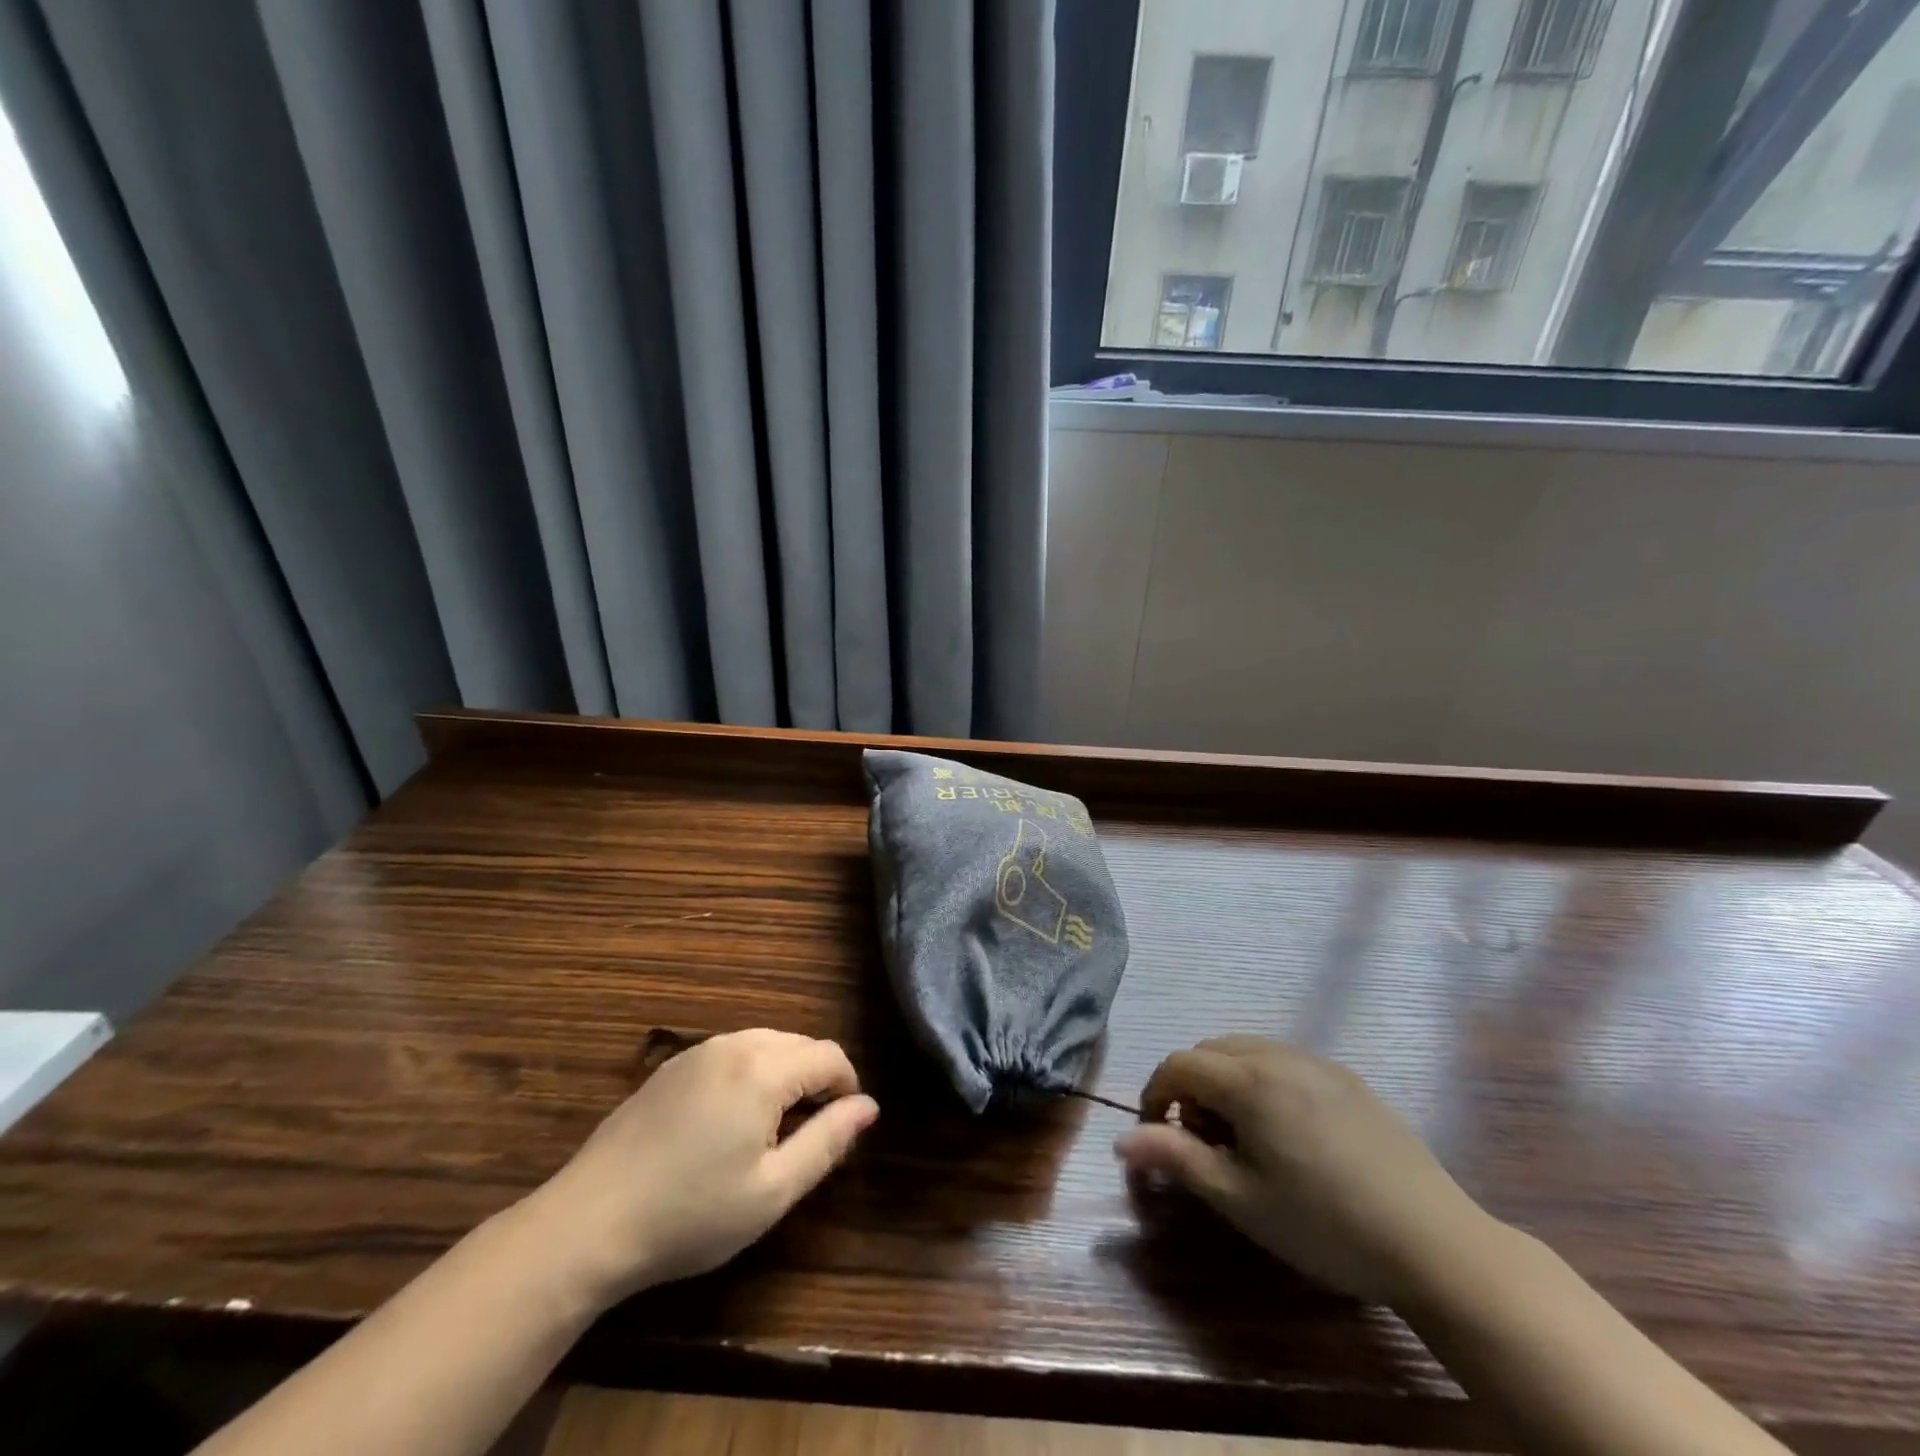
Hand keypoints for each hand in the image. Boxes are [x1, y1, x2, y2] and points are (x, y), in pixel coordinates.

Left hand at [522, 1028, 878, 1308]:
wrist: (589, 1223)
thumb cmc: (690, 1215)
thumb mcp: (772, 1191)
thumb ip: (827, 1142)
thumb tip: (868, 1107)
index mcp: (763, 1069)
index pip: (829, 1056)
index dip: (848, 1087)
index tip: (843, 1128)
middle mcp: (734, 1045)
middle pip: (799, 1044)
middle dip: (816, 1079)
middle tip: (808, 1134)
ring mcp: (698, 1052)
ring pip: (765, 1044)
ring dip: (784, 1073)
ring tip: (772, 1129)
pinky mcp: (671, 1067)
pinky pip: (731, 1053)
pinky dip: (750, 1073)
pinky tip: (729, 1121)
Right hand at [1115, 1036, 1493, 1305]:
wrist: (1434, 1243)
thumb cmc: (1323, 1224)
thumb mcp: (1240, 1200)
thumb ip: (1177, 1160)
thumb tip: (1121, 1140)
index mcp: (1248, 1080)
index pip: (1179, 1064)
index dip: (1156, 1095)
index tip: (1158, 1137)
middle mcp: (1279, 1056)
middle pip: (1211, 1050)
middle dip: (1192, 1087)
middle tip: (1203, 1142)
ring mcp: (1318, 1063)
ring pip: (1248, 1050)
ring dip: (1227, 1081)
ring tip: (1243, 1137)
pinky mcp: (1349, 1079)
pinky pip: (1285, 1061)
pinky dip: (1263, 1081)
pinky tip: (1288, 1131)